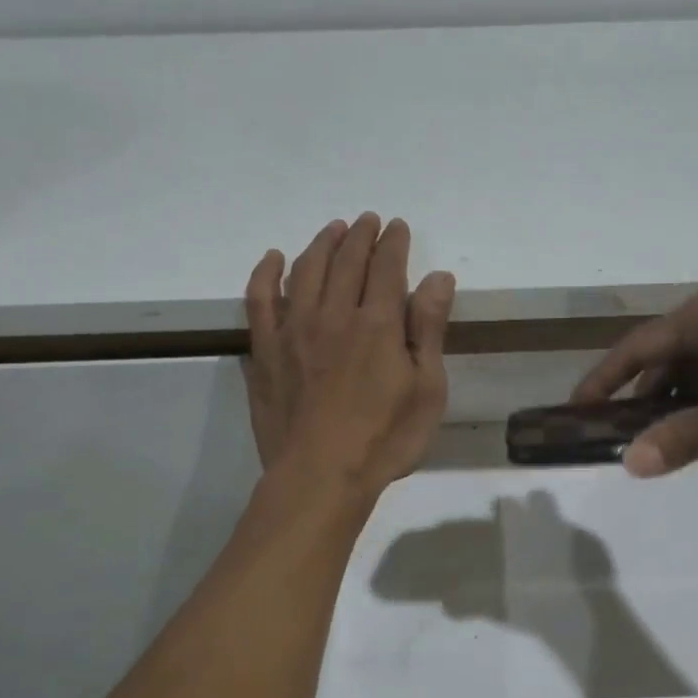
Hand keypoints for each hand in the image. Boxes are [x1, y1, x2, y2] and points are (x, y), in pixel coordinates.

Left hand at [244, 213, 455, 497]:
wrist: (320, 476)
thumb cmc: (385, 438)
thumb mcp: (427, 388)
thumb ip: (429, 329)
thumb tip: (438, 277)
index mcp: (378, 323)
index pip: (387, 267)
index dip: (393, 243)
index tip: (397, 226)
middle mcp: (334, 315)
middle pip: (346, 262)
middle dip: (360, 236)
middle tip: (367, 220)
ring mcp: (293, 331)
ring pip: (305, 271)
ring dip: (321, 244)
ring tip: (332, 229)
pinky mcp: (265, 351)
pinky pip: (259, 300)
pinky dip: (266, 274)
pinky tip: (273, 259)